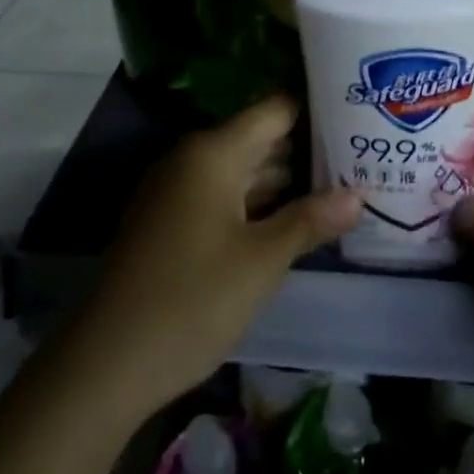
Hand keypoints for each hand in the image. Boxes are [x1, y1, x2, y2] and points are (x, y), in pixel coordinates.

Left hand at [71, 96, 359, 413]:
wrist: (108, 365)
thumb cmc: (192, 300)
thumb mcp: (263, 260)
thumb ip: (311, 220)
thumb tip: (358, 195)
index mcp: (212, 154)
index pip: (275, 110)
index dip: (318, 109)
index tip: (361, 112)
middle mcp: (191, 161)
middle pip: (261, 139)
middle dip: (310, 149)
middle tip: (365, 154)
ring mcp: (177, 193)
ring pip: (244, 172)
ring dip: (288, 181)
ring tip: (345, 184)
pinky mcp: (171, 224)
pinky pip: (225, 198)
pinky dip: (260, 204)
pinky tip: (298, 219)